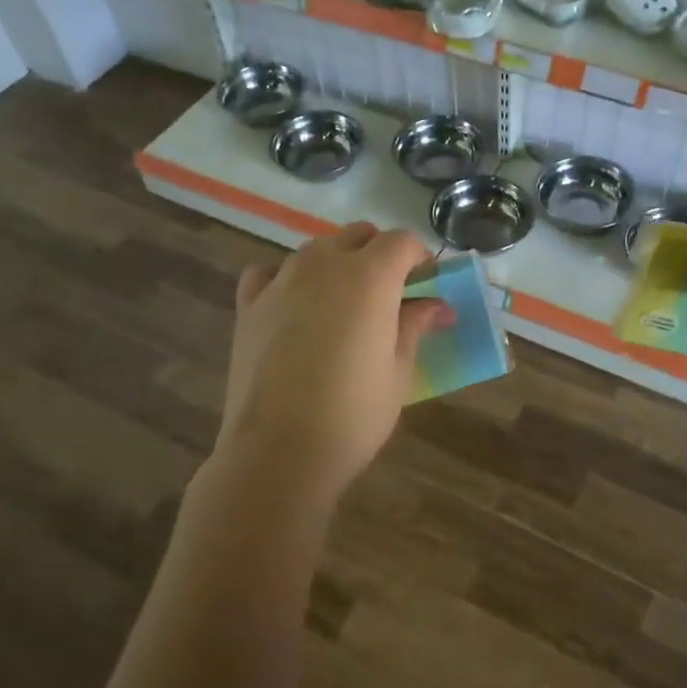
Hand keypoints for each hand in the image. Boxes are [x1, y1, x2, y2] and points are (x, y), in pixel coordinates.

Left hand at [214, 223, 451, 500]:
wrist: (278, 452)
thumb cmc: (353, 414)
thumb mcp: (398, 371)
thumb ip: (415, 326)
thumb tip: (437, 306)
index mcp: (369, 276)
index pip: (401, 241)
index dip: (419, 258)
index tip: (427, 285)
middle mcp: (324, 264)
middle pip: (358, 235)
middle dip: (379, 254)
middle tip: (390, 295)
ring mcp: (281, 280)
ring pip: (316, 249)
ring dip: (337, 263)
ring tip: (343, 304)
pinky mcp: (249, 304)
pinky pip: (271, 271)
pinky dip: (288, 277)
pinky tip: (294, 304)